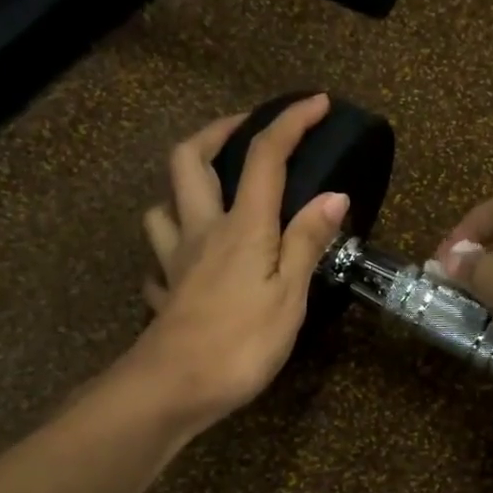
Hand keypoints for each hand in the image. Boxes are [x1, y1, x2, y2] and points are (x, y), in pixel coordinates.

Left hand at [134, 95, 348, 426]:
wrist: (172, 390)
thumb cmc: (241, 343)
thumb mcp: (290, 295)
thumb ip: (308, 242)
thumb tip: (333, 194)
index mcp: (242, 226)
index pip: (265, 157)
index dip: (289, 123)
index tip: (315, 103)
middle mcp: (201, 231)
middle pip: (189, 160)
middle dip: (215, 133)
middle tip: (242, 131)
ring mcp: (174, 262)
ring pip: (162, 206)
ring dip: (181, 189)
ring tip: (210, 194)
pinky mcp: (163, 293)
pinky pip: (158, 261)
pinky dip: (171, 252)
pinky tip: (185, 265)